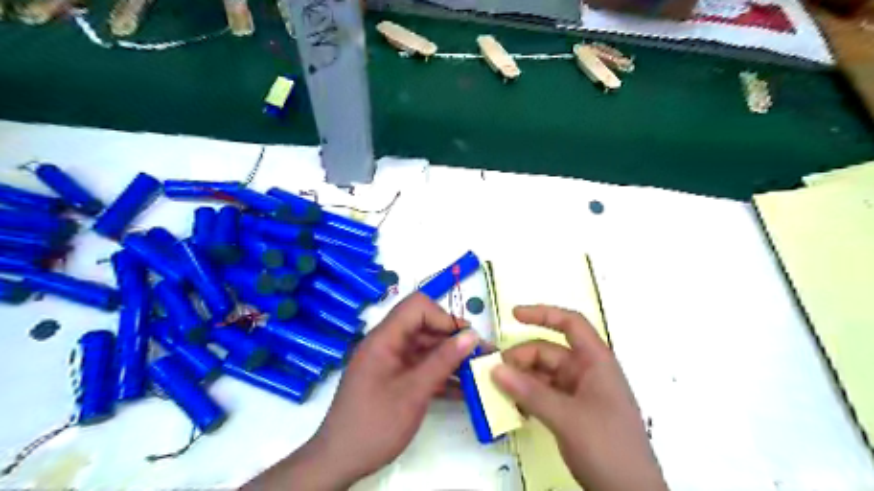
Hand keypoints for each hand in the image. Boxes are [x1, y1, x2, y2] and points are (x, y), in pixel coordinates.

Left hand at [243, 293, 477, 488]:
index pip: (416, 307)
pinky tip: (463, 389)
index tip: (465, 338)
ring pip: (425, 348)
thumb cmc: (375, 424)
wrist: (339, 462)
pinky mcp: (394, 379)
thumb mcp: (414, 392)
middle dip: (453, 339)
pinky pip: (420, 368)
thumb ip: (443, 361)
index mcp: (384, 338)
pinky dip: (440, 375)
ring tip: (478, 372)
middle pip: (424, 327)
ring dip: (450, 358)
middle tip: (481, 355)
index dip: (443, 317)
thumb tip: (471, 335)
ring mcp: (390, 362)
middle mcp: (387, 344)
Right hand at [491, 305, 671, 489]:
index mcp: (595, 361)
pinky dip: (528, 396)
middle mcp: (587, 371)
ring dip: (521, 379)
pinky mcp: (573, 412)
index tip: (513, 315)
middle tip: (494, 372)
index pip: (570, 324)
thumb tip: (495, 369)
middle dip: (521, 358)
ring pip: (544, 374)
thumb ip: (529, 391)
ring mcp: (580, 393)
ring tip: (498, 390)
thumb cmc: (607, 446)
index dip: (543, 314)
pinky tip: (513, 407)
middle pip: (549, 352)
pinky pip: (545, 394)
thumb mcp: (566, 417)